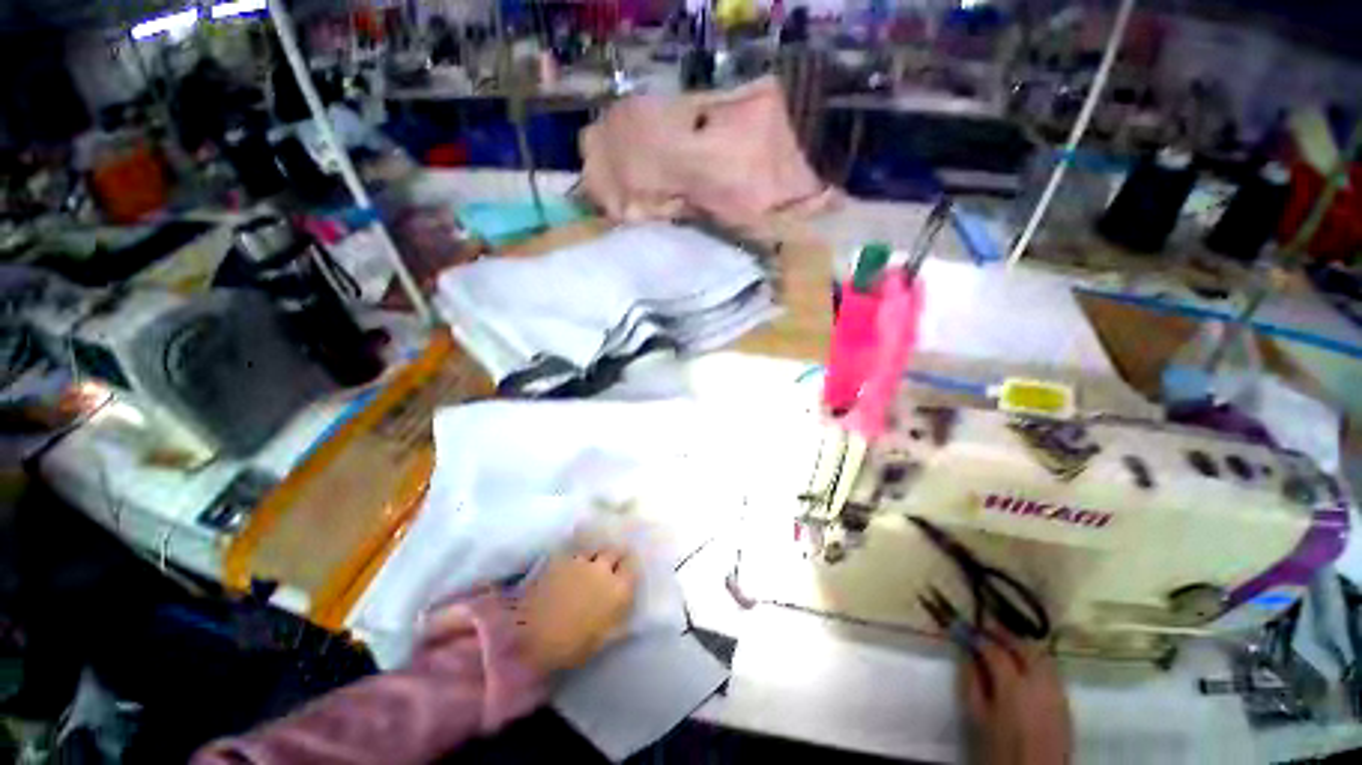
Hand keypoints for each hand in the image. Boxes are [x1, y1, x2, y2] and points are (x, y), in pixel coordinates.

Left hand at [515, 547, 637, 674]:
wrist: (534, 640)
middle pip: (615, 552)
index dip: (629, 569)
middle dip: (614, 557)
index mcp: (619, 589)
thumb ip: (620, 620)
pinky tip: (570, 568)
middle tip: (610, 565)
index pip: (632, 566)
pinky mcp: (560, 561)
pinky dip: (575, 559)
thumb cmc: (573, 647)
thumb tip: (632, 615)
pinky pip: (574, 554)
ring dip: (595, 556)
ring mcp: (581, 562)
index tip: (626, 573)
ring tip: (590, 565)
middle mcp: (603, 569)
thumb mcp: (604, 639)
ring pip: (594, 550)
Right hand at [961, 637, 1072, 764]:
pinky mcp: (1066, 701)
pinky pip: (1052, 669)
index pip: (995, 651)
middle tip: (986, 626)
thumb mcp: (977, 716)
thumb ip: (971, 683)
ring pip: (1042, 655)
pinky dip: (1037, 659)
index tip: (964, 630)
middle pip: (1024, 647)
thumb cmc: (1000, 747)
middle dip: (1004, 634)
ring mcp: (1057, 691)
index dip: (978, 638)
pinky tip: (1025, 664)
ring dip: (1023, 644)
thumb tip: (967, 656)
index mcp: (1013, 687)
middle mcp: (1039, 683)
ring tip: (1006, 642)